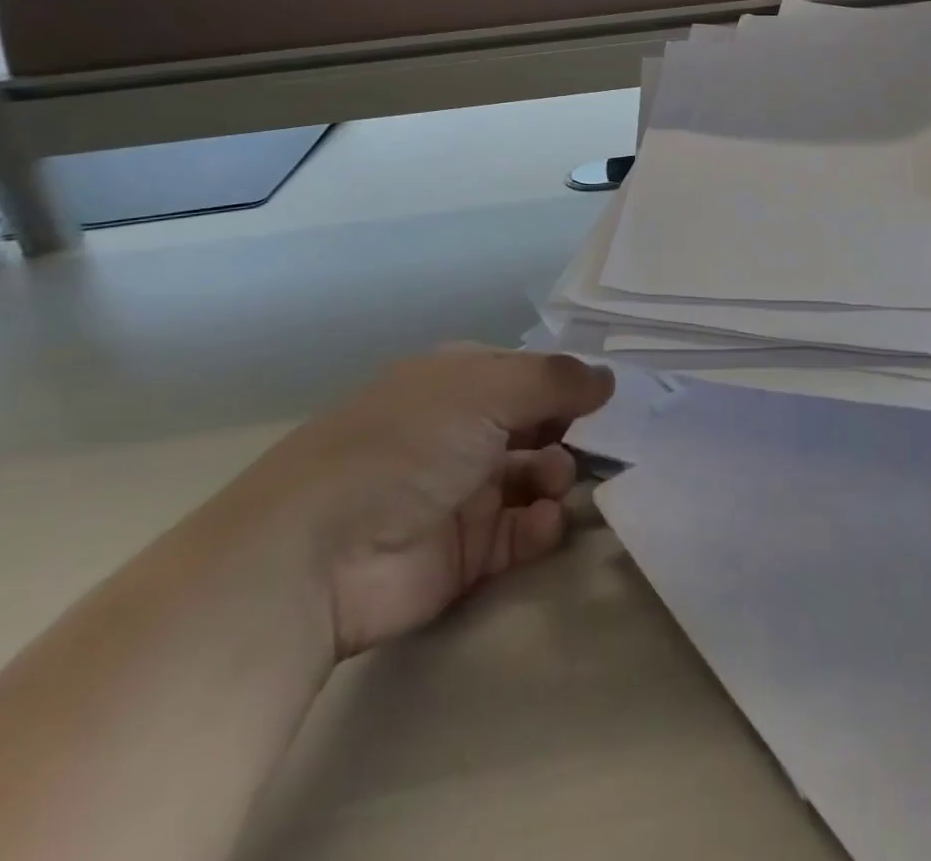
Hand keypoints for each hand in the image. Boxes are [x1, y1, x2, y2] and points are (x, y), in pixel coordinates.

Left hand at [222, 345, 611, 657]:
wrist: (318, 555)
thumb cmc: (408, 445)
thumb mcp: (486, 390)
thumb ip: (556, 380)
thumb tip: (609, 378)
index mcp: (462, 383)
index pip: (532, 375)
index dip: (570, 384)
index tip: (612, 397)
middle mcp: (465, 432)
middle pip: (540, 426)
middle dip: (574, 433)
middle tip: (603, 443)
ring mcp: (466, 491)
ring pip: (537, 477)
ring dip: (559, 477)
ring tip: (556, 484)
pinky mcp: (468, 551)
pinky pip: (523, 530)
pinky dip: (542, 525)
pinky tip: (545, 522)